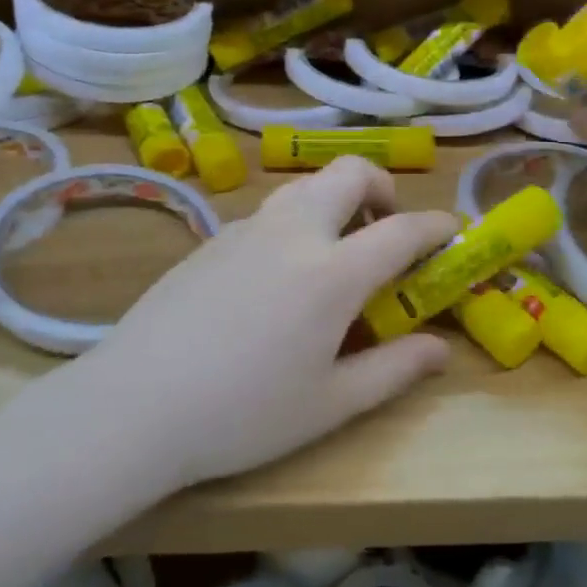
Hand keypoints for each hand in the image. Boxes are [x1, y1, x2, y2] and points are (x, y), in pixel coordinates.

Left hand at [65, 157, 458, 490]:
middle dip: (382, 188)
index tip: (453, 232)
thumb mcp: (330, 403)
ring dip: (335, 201)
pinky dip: (295, 221)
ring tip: (336, 250)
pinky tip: (280, 274)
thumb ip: (394, 369)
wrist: (134, 405)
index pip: (401, 229)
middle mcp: (292, 232)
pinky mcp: (211, 240)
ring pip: (304, 185)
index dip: (436, 226)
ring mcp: (246, 229)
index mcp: (332, 272)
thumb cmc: (243, 414)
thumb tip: (441, 349)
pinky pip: (269, 211)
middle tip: (386, 228)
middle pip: (349, 172)